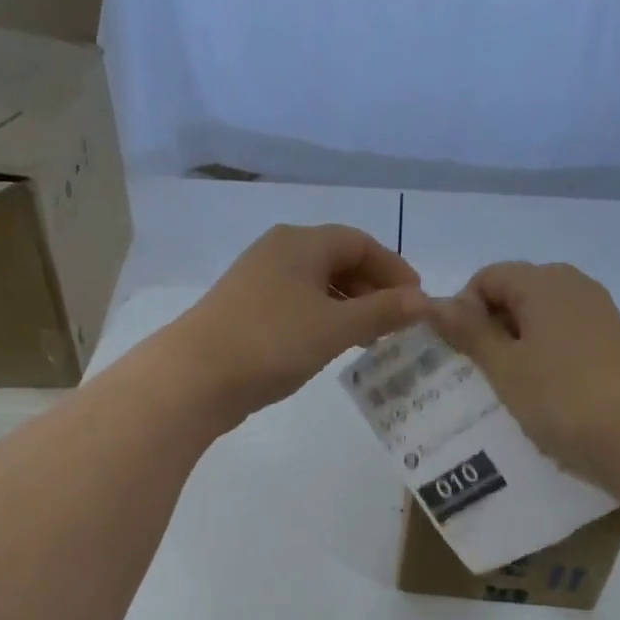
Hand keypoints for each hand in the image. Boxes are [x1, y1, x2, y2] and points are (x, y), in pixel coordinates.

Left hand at [167, 224, 427, 424]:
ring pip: (317, 285)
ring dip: (349, 307)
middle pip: (338, 261)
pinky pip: (297, 305)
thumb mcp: (335, 327)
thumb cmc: (272, 342)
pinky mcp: (246, 310)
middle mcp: (278, 252)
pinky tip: (331, 345)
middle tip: (397, 323)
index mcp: (301, 243)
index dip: (394, 269)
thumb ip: (382, 312)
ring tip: (370, 338)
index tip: (418, 301)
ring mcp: (258, 281)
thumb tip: (425, 301)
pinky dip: (323, 319)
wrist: (194, 376)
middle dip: (373, 289)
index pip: (361, 243)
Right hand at [429, 262, 619, 497]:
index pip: (486, 278)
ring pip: (538, 319)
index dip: (463, 310)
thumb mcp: (505, 367)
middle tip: (475, 375)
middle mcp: (573, 286)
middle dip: (487, 329)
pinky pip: (562, 339)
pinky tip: (540, 395)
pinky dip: (542, 358)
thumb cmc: (564, 399)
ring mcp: (597, 314)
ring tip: (504, 390)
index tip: (460, 354)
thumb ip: (469, 332)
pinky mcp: (612, 343)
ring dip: (514, 348)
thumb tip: (434, 302)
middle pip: (513, 294)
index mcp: (543, 281)